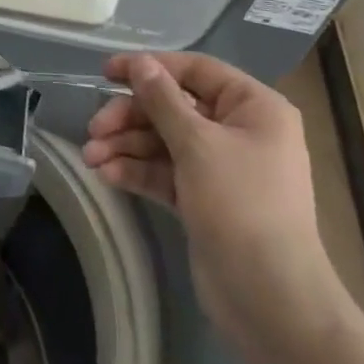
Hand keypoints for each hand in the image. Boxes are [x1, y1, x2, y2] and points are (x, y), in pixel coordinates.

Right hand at [82, 52, 351, 363]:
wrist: (271, 301)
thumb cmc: (242, 206)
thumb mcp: (197, 144)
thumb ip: (162, 99)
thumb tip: (140, 62)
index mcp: (254, 108)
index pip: (195, 71)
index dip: (150, 67)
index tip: (106, 72)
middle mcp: (239, 131)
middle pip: (173, 108)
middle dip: (130, 117)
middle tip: (95, 128)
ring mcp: (221, 168)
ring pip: (164, 141)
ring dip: (126, 146)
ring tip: (91, 157)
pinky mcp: (203, 200)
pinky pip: (165, 173)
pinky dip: (137, 171)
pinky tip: (107, 175)